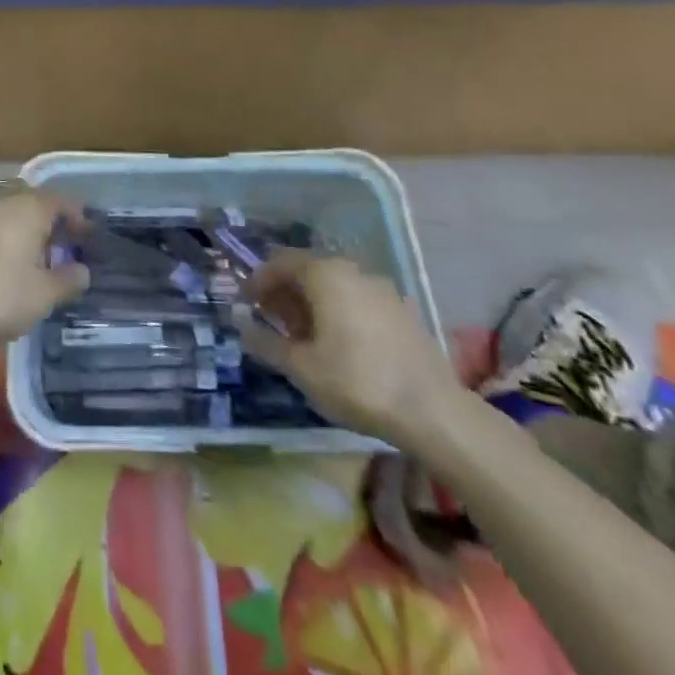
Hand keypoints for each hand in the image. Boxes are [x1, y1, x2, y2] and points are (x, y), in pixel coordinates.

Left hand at [0, 179, 90, 344]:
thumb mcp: (39, 297)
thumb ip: (66, 281)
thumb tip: (82, 271)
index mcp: (30, 207)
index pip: (63, 202)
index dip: (78, 219)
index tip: (85, 237)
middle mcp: (1, 196)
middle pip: (31, 200)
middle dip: (44, 219)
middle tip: (53, 245)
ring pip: (1, 209)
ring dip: (14, 226)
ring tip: (20, 255)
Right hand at [241, 250, 459, 448]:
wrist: (433, 412)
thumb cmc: (356, 382)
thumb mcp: (301, 367)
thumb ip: (266, 343)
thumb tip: (241, 326)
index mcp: (324, 274)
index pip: (279, 262)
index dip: (258, 281)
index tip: (246, 305)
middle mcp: (352, 269)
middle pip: (307, 270)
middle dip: (285, 292)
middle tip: (271, 321)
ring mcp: (381, 288)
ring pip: (334, 285)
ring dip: (311, 303)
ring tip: (302, 336)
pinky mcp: (402, 310)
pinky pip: (357, 299)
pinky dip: (338, 311)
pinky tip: (338, 344)